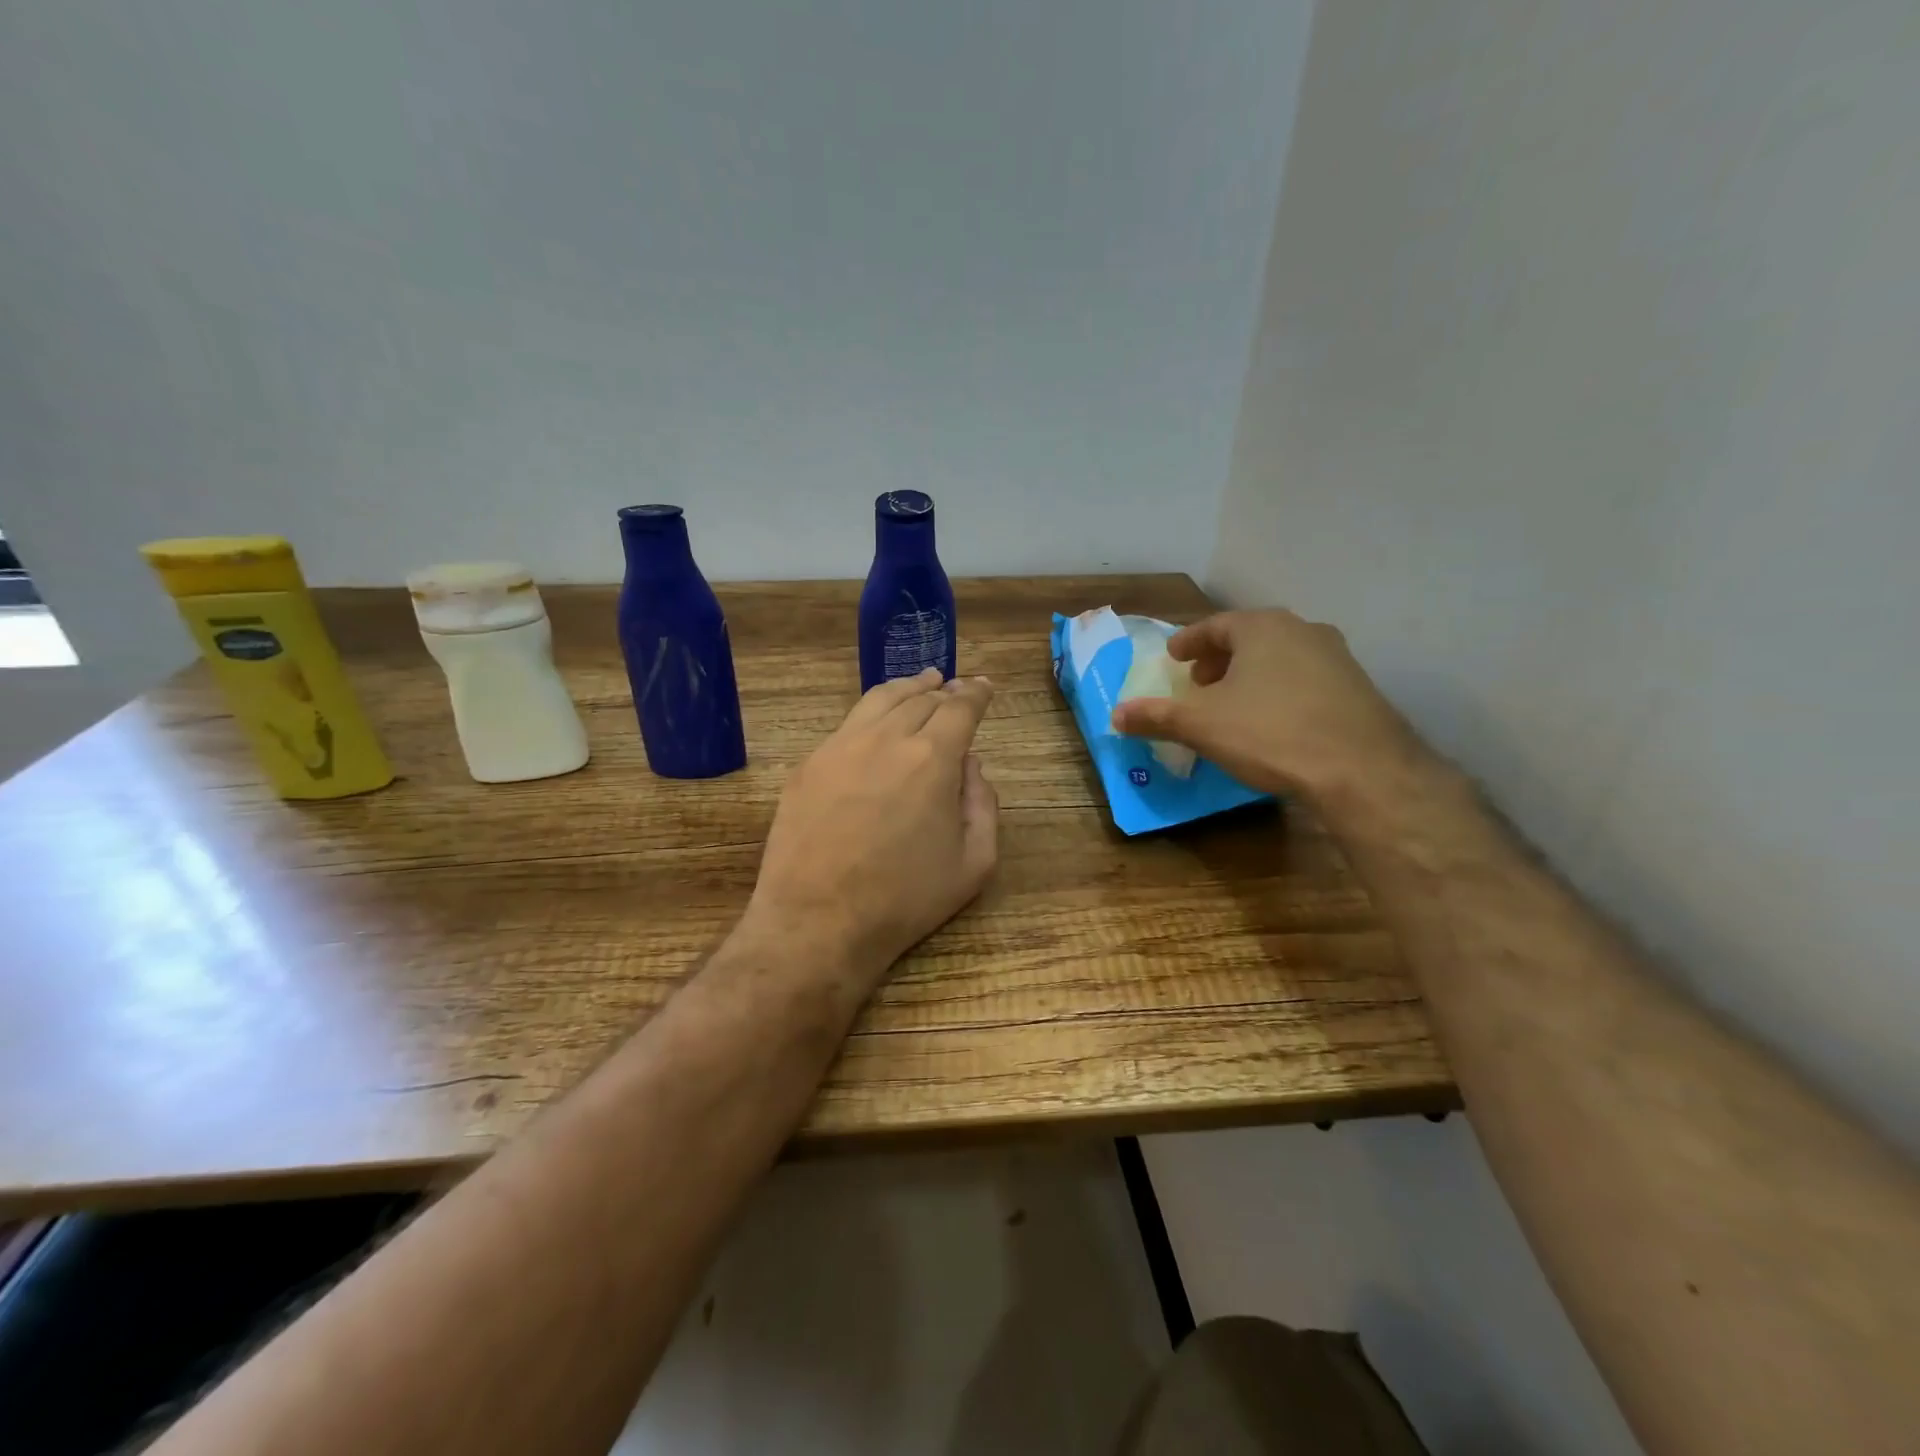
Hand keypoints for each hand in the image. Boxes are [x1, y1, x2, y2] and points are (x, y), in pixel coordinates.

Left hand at [746, 668, 999, 979]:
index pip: (960, 708)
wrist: (818, 920)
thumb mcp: (973, 863)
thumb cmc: (905, 899)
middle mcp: (886, 738)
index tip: (983, 687)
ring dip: (906, 688)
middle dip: (943, 689)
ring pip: (880, 700)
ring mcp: (841, 746)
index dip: (975, 694)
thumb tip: (970, 764)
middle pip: (920, 698)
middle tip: (954, 688)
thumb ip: (984, 804)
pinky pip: (848, 724)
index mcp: (932, 757)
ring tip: (919, 684)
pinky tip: (876, 721)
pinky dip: (872, 712)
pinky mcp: (810, 764)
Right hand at [1110, 609, 1434, 810]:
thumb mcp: (1201, 725)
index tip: (1173, 657)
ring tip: (1234, 703)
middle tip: (1199, 681)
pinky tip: (1274, 721)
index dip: (1189, 642)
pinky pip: (1306, 680)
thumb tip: (1115, 715)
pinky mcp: (1358, 688)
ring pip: (1281, 657)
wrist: (1361, 769)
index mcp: (1261, 628)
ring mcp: (1337, 657)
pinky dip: (1281, 691)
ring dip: (1252, 675)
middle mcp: (1302, 630)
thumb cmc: (1269, 733)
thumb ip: (1156, 716)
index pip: (1215, 625)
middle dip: (1220, 658)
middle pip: (1250, 638)